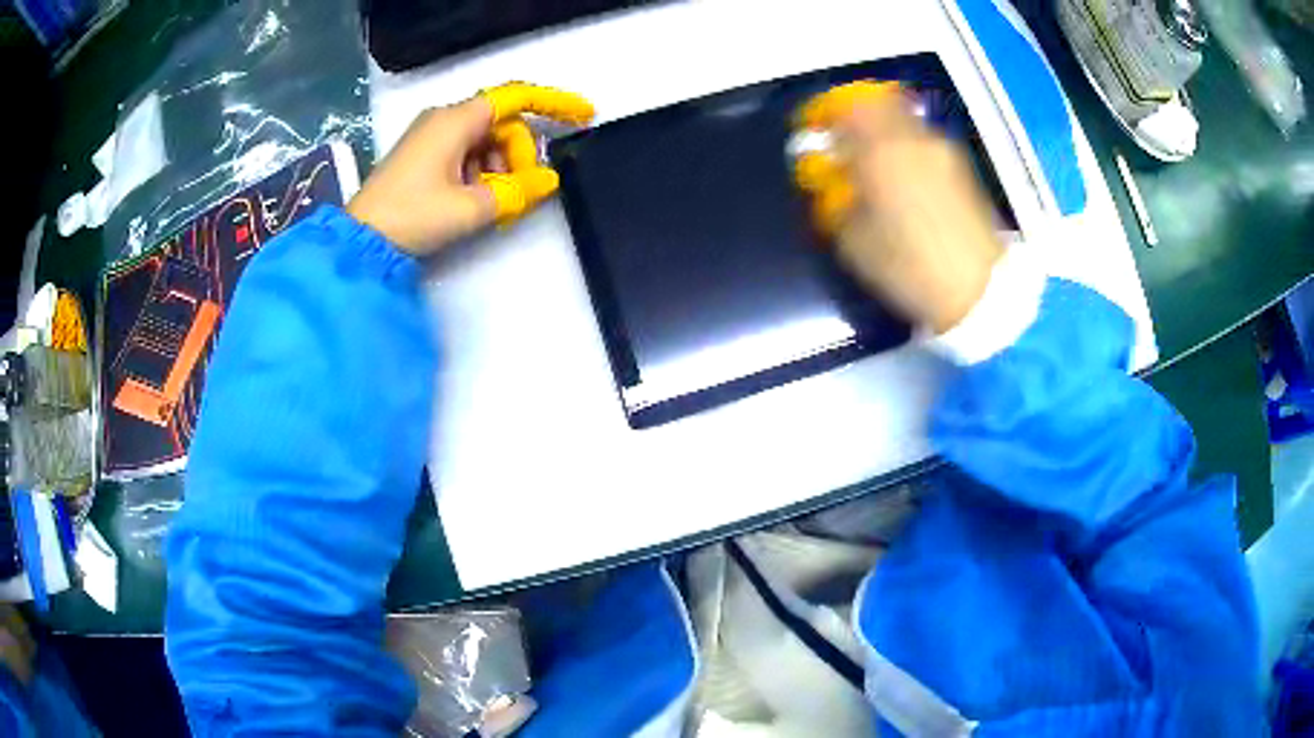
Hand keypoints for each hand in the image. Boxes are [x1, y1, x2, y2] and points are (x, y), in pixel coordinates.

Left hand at [347, 83, 594, 255]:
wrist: (361, 241)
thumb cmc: (412, 216)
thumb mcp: (470, 208)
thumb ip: (516, 191)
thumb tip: (549, 180)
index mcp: (456, 120)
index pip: (516, 98)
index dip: (554, 103)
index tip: (583, 116)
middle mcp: (445, 119)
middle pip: (502, 124)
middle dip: (519, 155)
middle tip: (518, 192)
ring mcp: (432, 136)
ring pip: (486, 141)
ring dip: (499, 169)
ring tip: (492, 204)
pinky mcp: (424, 155)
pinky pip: (466, 154)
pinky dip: (480, 174)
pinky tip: (475, 201)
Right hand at [793, 82, 1003, 333]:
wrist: (979, 288)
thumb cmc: (910, 268)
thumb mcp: (855, 242)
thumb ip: (836, 200)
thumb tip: (831, 180)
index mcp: (881, 152)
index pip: (846, 107)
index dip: (824, 111)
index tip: (814, 128)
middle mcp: (912, 139)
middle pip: (878, 103)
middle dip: (854, 115)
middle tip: (842, 140)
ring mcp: (940, 150)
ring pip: (902, 120)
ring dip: (881, 131)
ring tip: (872, 163)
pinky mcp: (959, 167)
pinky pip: (920, 140)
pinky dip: (903, 146)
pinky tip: (901, 178)